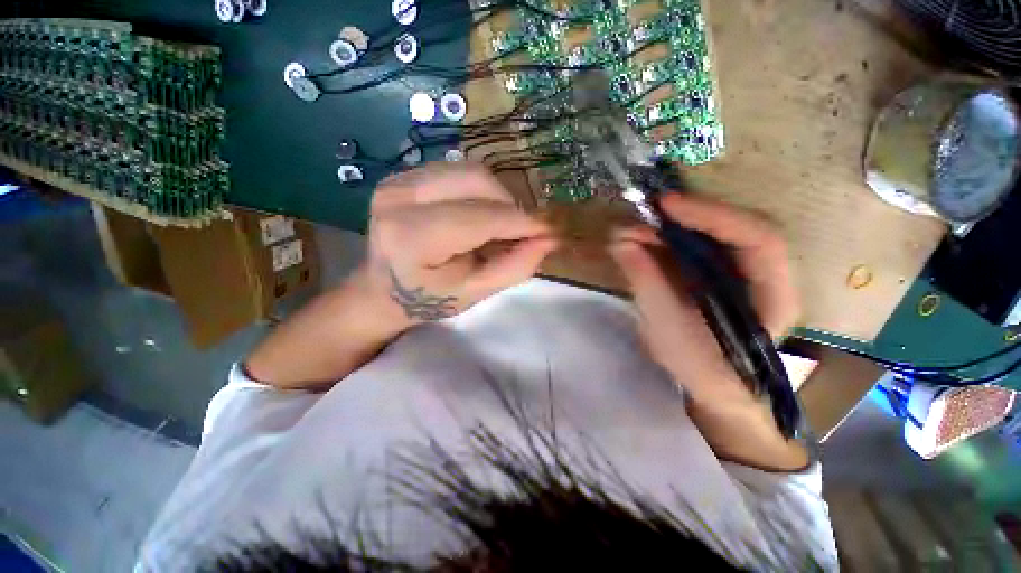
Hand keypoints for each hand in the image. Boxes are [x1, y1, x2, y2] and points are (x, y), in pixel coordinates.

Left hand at [359, 163, 556, 326]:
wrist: (382, 289)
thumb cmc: (428, 299)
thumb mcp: (475, 292)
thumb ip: (515, 266)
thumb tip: (551, 239)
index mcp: (411, 237)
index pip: (480, 218)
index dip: (521, 222)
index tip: (551, 229)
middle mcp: (399, 197)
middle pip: (477, 181)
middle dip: (511, 205)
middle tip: (522, 231)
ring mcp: (398, 179)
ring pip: (471, 170)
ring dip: (497, 197)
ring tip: (500, 225)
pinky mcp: (404, 174)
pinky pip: (458, 171)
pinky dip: (481, 191)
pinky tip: (480, 214)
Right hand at [609, 194, 799, 404]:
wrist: (713, 388)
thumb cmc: (701, 372)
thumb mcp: (670, 335)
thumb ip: (648, 286)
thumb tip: (621, 243)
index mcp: (774, 296)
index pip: (759, 239)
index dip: (713, 216)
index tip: (666, 206)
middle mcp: (763, 275)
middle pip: (733, 229)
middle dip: (687, 217)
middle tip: (643, 215)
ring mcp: (738, 271)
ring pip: (710, 235)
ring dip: (670, 228)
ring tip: (632, 231)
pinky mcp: (714, 273)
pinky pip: (692, 247)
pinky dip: (664, 241)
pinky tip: (640, 243)